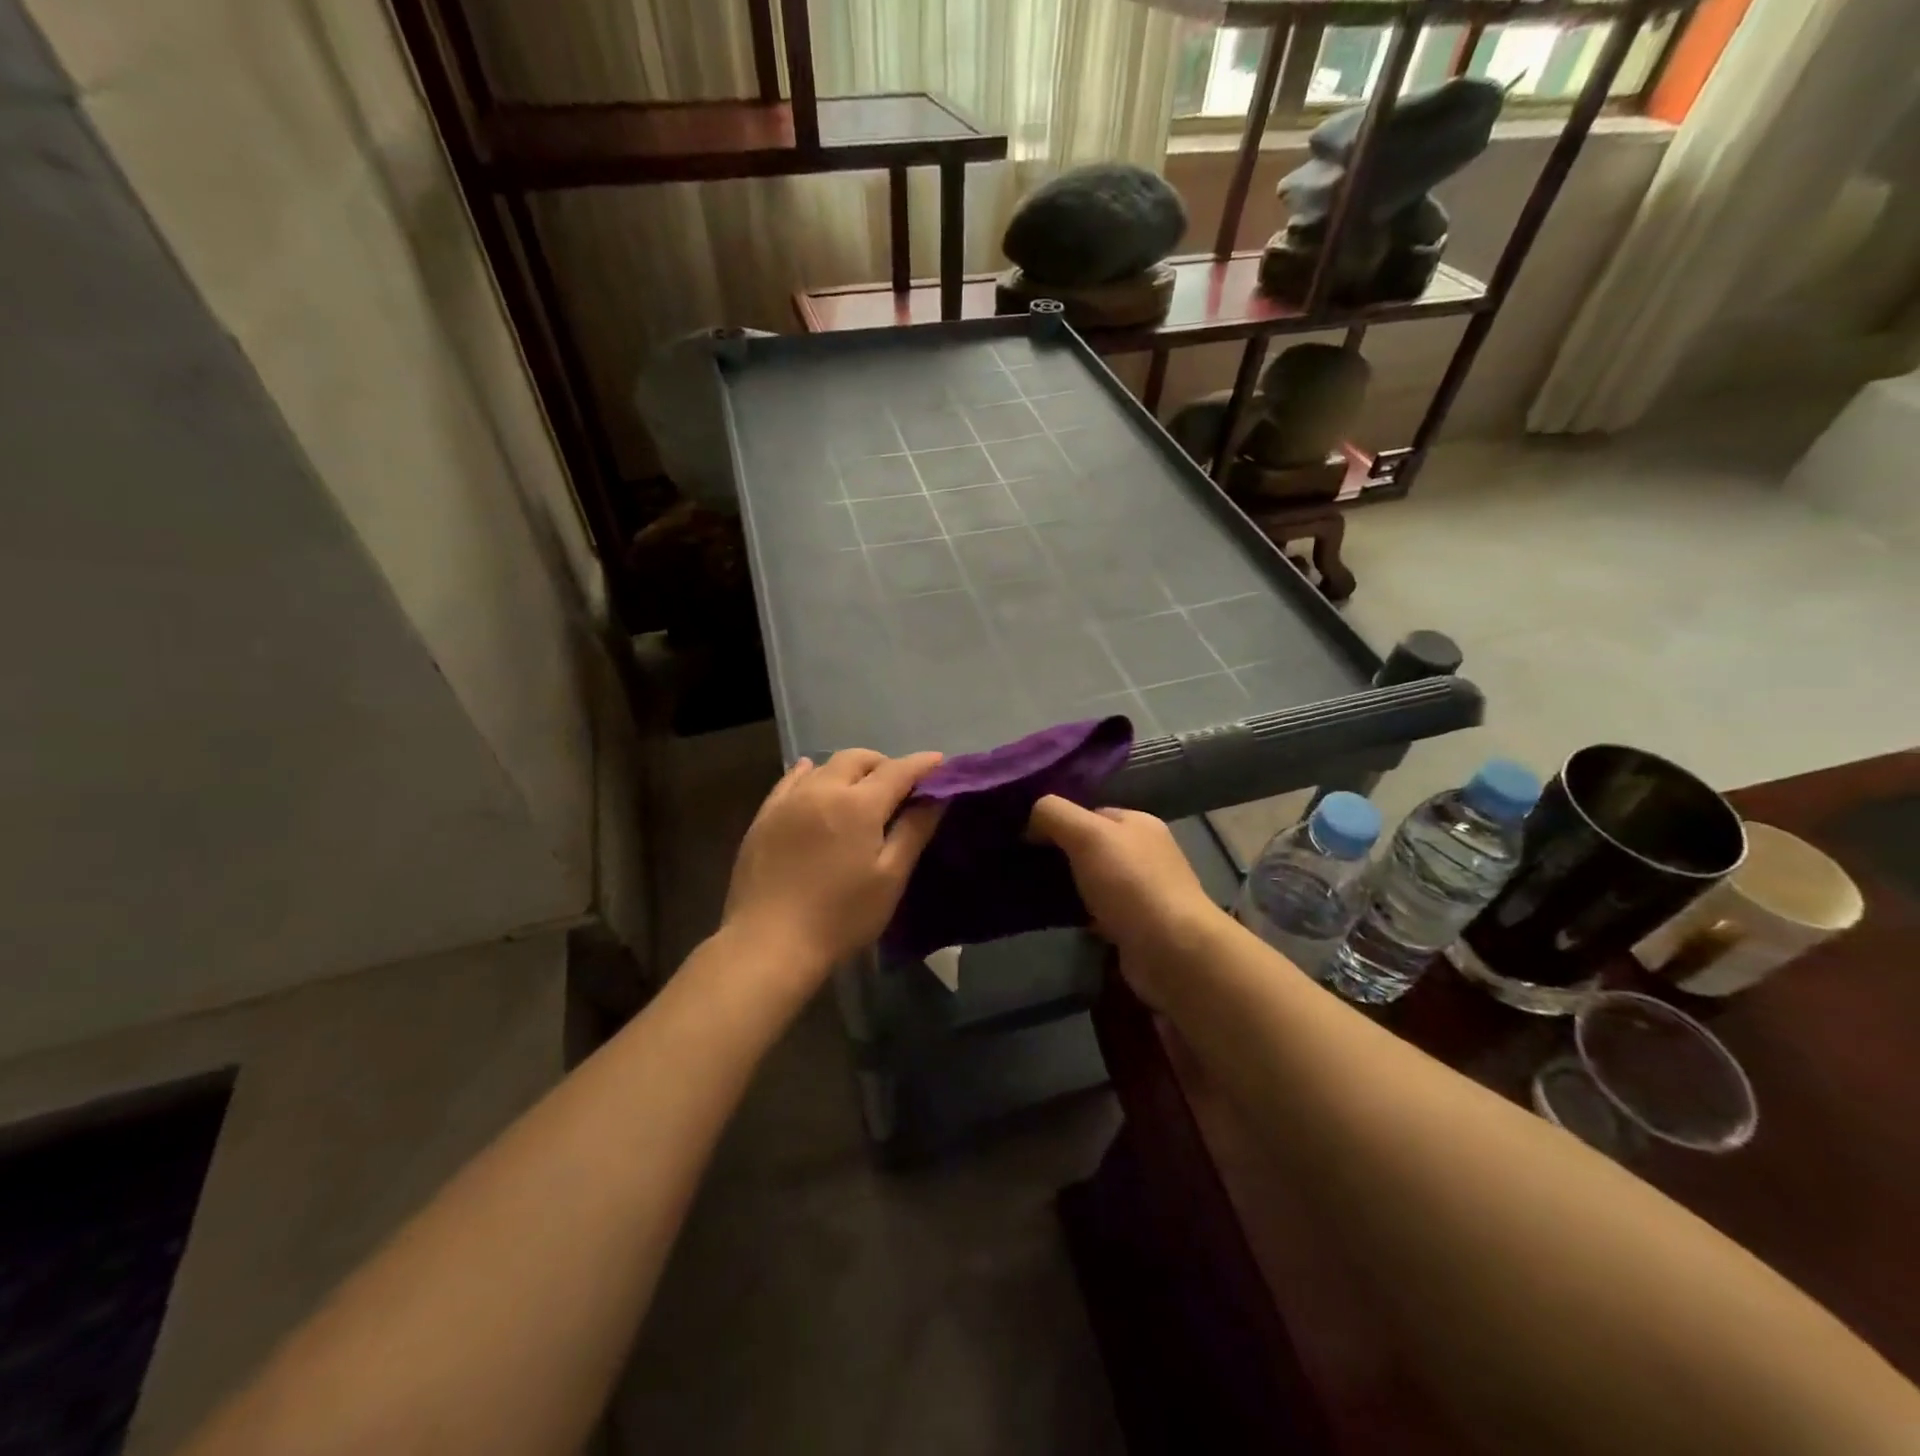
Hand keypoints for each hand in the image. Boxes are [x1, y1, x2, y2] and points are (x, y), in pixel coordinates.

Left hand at [722, 748, 945, 985]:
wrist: (768, 944)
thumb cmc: (840, 917)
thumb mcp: (889, 878)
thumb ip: (914, 831)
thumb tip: (936, 797)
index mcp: (858, 804)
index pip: (898, 770)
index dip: (923, 764)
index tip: (940, 763)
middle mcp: (822, 789)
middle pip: (858, 759)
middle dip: (884, 764)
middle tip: (900, 787)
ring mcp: (788, 800)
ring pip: (825, 766)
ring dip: (850, 770)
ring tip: (860, 790)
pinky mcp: (764, 816)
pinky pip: (791, 780)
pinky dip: (811, 774)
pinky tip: (813, 778)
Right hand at [1028, 795, 1228, 1009]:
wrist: (1172, 951)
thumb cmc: (1130, 883)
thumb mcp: (1087, 834)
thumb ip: (1055, 815)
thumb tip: (1031, 819)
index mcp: (1138, 823)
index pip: (1090, 813)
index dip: (1058, 821)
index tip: (1024, 839)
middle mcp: (1144, 854)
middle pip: (1091, 847)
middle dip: (1060, 856)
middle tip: (1023, 867)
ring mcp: (1142, 892)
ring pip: (1093, 881)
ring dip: (1067, 888)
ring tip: (1031, 895)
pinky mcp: (1136, 926)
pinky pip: (1098, 913)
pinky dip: (1079, 915)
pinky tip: (1056, 921)